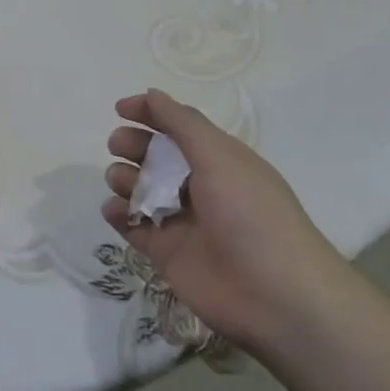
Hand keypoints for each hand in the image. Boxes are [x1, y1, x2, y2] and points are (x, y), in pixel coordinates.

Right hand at [101, 89, 351, 352]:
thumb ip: (182, 123)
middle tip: (119, 146)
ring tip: (122, 183)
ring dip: (123, 178)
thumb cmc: (251, 215)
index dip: (151, 114)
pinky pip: (132, 226)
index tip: (120, 108)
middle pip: (155, 157)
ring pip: (140, 190)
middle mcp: (200, 186)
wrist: (275, 296)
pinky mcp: (166, 252)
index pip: (180, 128)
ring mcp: (182, 221)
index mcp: (220, 160)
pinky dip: (118, 214)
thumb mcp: (220, 157)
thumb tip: (152, 94)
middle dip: (133, 145)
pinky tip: (115, 210)